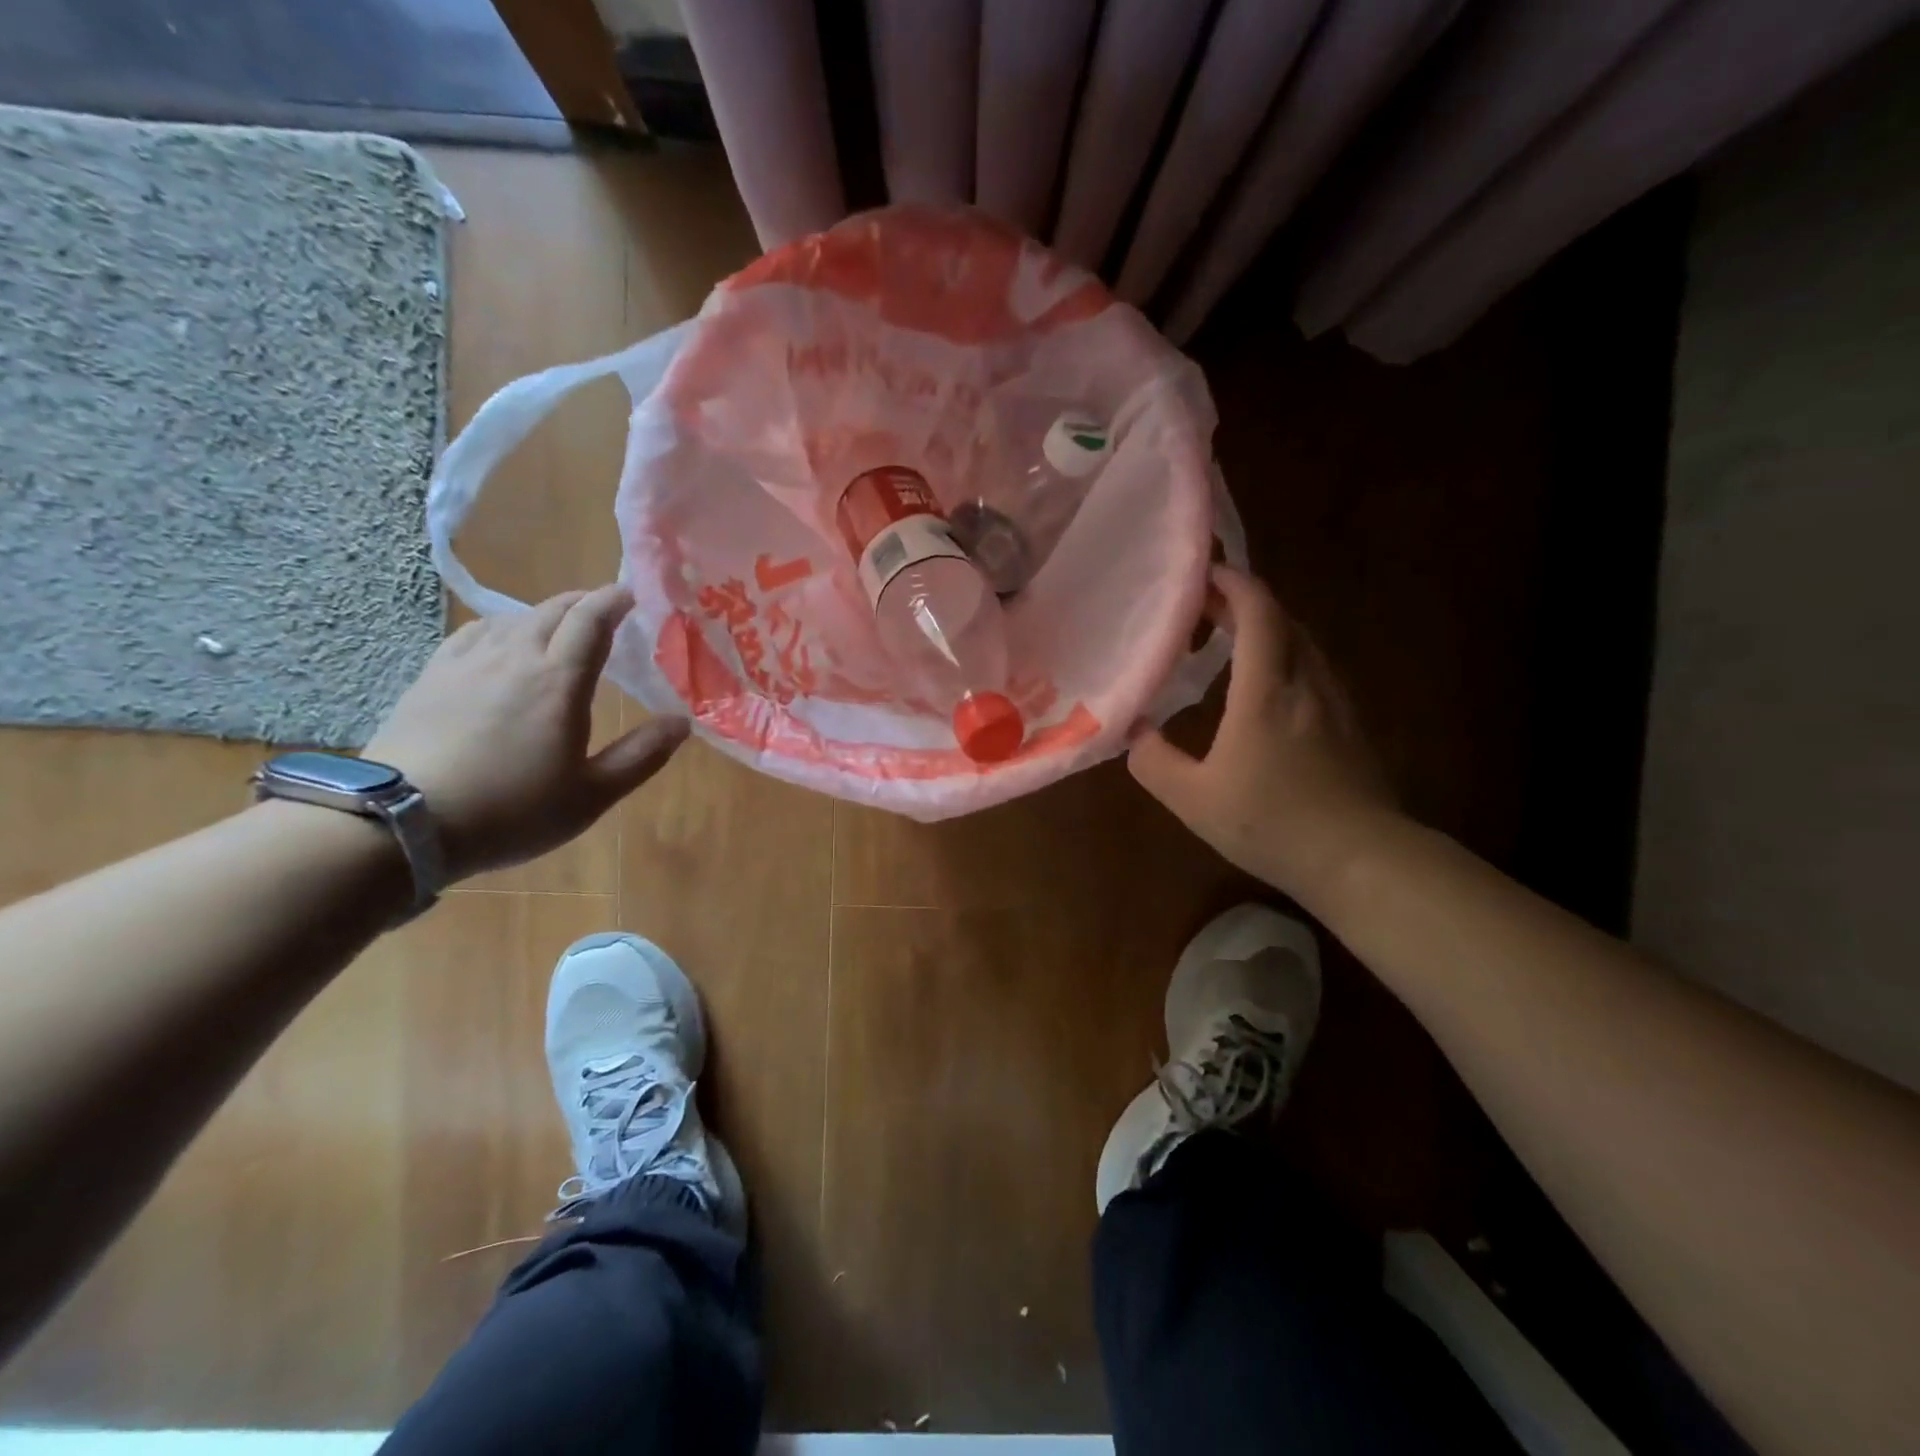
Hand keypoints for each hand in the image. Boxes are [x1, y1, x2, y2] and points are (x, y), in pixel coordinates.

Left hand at [364, 585, 688, 880]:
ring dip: (543, 614)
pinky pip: (473, 633)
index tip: (633, 594)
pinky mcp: (431, 676)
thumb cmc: (511, 810)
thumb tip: (682, 722)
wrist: (399, 821)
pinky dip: (499, 627)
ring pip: (512, 618)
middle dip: (584, 602)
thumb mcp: (591, 795)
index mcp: (559, 680)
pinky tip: (499, 642)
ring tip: (558, 628)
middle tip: (605, 611)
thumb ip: (641, 755)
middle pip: (552, 610)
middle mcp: (514, 657)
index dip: (614, 600)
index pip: (591, 619)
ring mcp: (466, 663)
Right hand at [1128, 566, 1396, 904]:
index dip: (1233, 583)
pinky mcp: (1352, 725)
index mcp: (1266, 691)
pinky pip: (1315, 670)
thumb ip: (1153, 760)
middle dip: (1244, 603)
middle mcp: (1306, 682)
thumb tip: (1134, 730)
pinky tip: (1268, 688)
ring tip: (1230, 643)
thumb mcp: (1193, 800)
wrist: (1361, 860)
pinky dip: (1286, 658)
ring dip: (1267, 630)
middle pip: (1283, 620)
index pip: (1259, 612)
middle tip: (1204, 608)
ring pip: (1303, 644)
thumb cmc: (1271, 824)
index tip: (1204, 574)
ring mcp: (1336, 703)